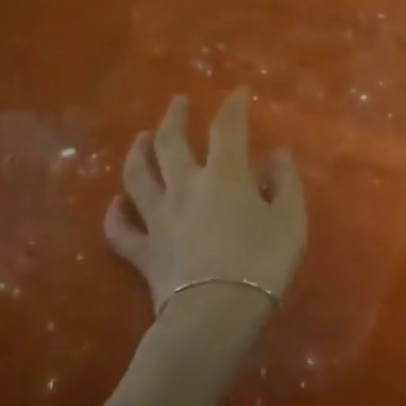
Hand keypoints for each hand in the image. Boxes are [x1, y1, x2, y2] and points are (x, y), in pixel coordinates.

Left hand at [104, 90, 306, 317]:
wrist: (215, 314)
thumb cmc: (262, 263)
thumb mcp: (291, 220)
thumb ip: (286, 183)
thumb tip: (277, 154)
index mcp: (224, 176)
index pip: (227, 129)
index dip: (233, 106)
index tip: (238, 92)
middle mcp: (184, 187)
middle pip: (170, 143)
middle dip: (174, 117)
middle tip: (177, 101)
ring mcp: (158, 219)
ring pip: (137, 178)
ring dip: (137, 153)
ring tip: (141, 138)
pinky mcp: (143, 251)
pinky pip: (120, 231)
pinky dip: (115, 215)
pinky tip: (115, 204)